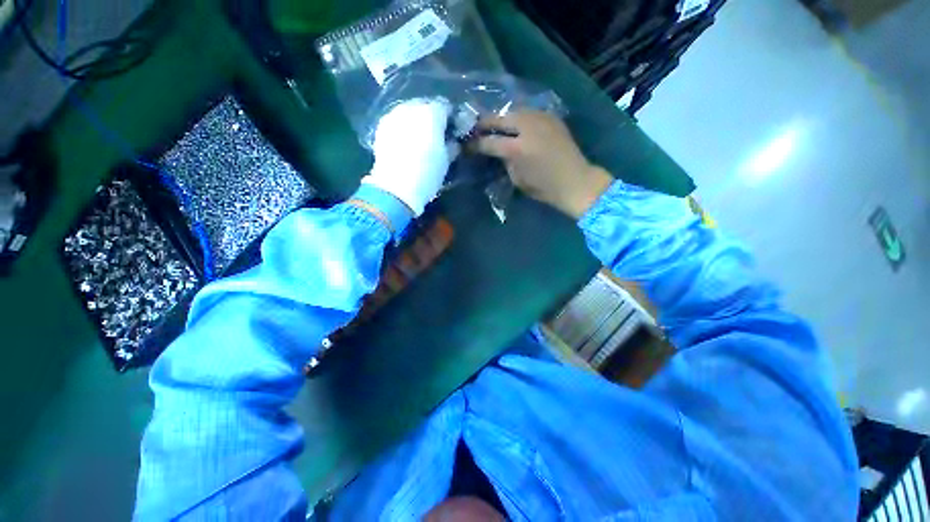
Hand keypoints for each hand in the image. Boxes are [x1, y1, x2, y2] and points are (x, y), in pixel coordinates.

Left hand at [363, 98, 457, 215]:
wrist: (396, 187)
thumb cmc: (427, 174)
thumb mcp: (446, 161)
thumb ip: (451, 145)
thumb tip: (452, 141)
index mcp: (431, 113)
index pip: (445, 107)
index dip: (451, 118)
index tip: (454, 130)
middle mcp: (411, 108)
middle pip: (425, 106)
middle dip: (432, 117)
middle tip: (437, 135)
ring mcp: (393, 115)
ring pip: (409, 112)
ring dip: (417, 121)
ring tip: (421, 139)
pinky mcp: (381, 127)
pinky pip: (397, 121)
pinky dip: (404, 128)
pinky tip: (406, 143)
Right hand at [473, 111, 612, 218]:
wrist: (575, 180)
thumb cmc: (544, 187)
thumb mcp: (517, 179)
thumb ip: (505, 161)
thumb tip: (497, 150)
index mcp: (517, 149)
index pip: (489, 142)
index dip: (475, 144)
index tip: (467, 146)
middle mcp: (527, 128)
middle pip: (498, 118)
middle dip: (484, 124)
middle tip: (475, 129)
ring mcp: (540, 119)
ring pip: (513, 111)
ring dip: (501, 118)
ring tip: (493, 126)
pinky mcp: (550, 117)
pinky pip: (528, 113)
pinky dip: (517, 118)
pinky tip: (514, 125)